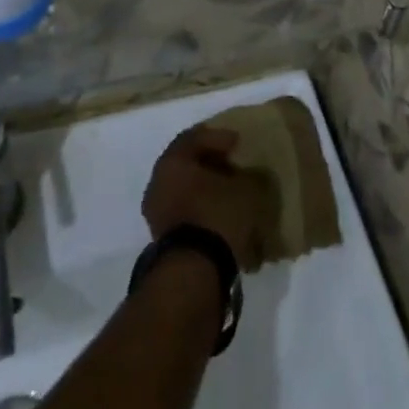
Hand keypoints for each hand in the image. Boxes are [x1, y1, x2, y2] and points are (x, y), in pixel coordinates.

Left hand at [142, 125, 276, 271]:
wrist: (194, 272)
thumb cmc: (217, 216)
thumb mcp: (245, 189)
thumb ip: (249, 176)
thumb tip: (252, 176)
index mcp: (172, 161)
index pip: (194, 137)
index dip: (218, 136)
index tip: (238, 143)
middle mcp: (157, 182)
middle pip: (186, 164)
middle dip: (211, 164)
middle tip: (233, 165)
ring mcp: (156, 213)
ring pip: (184, 190)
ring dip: (206, 190)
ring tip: (230, 194)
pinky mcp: (163, 239)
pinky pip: (185, 213)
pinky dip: (202, 210)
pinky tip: (222, 217)